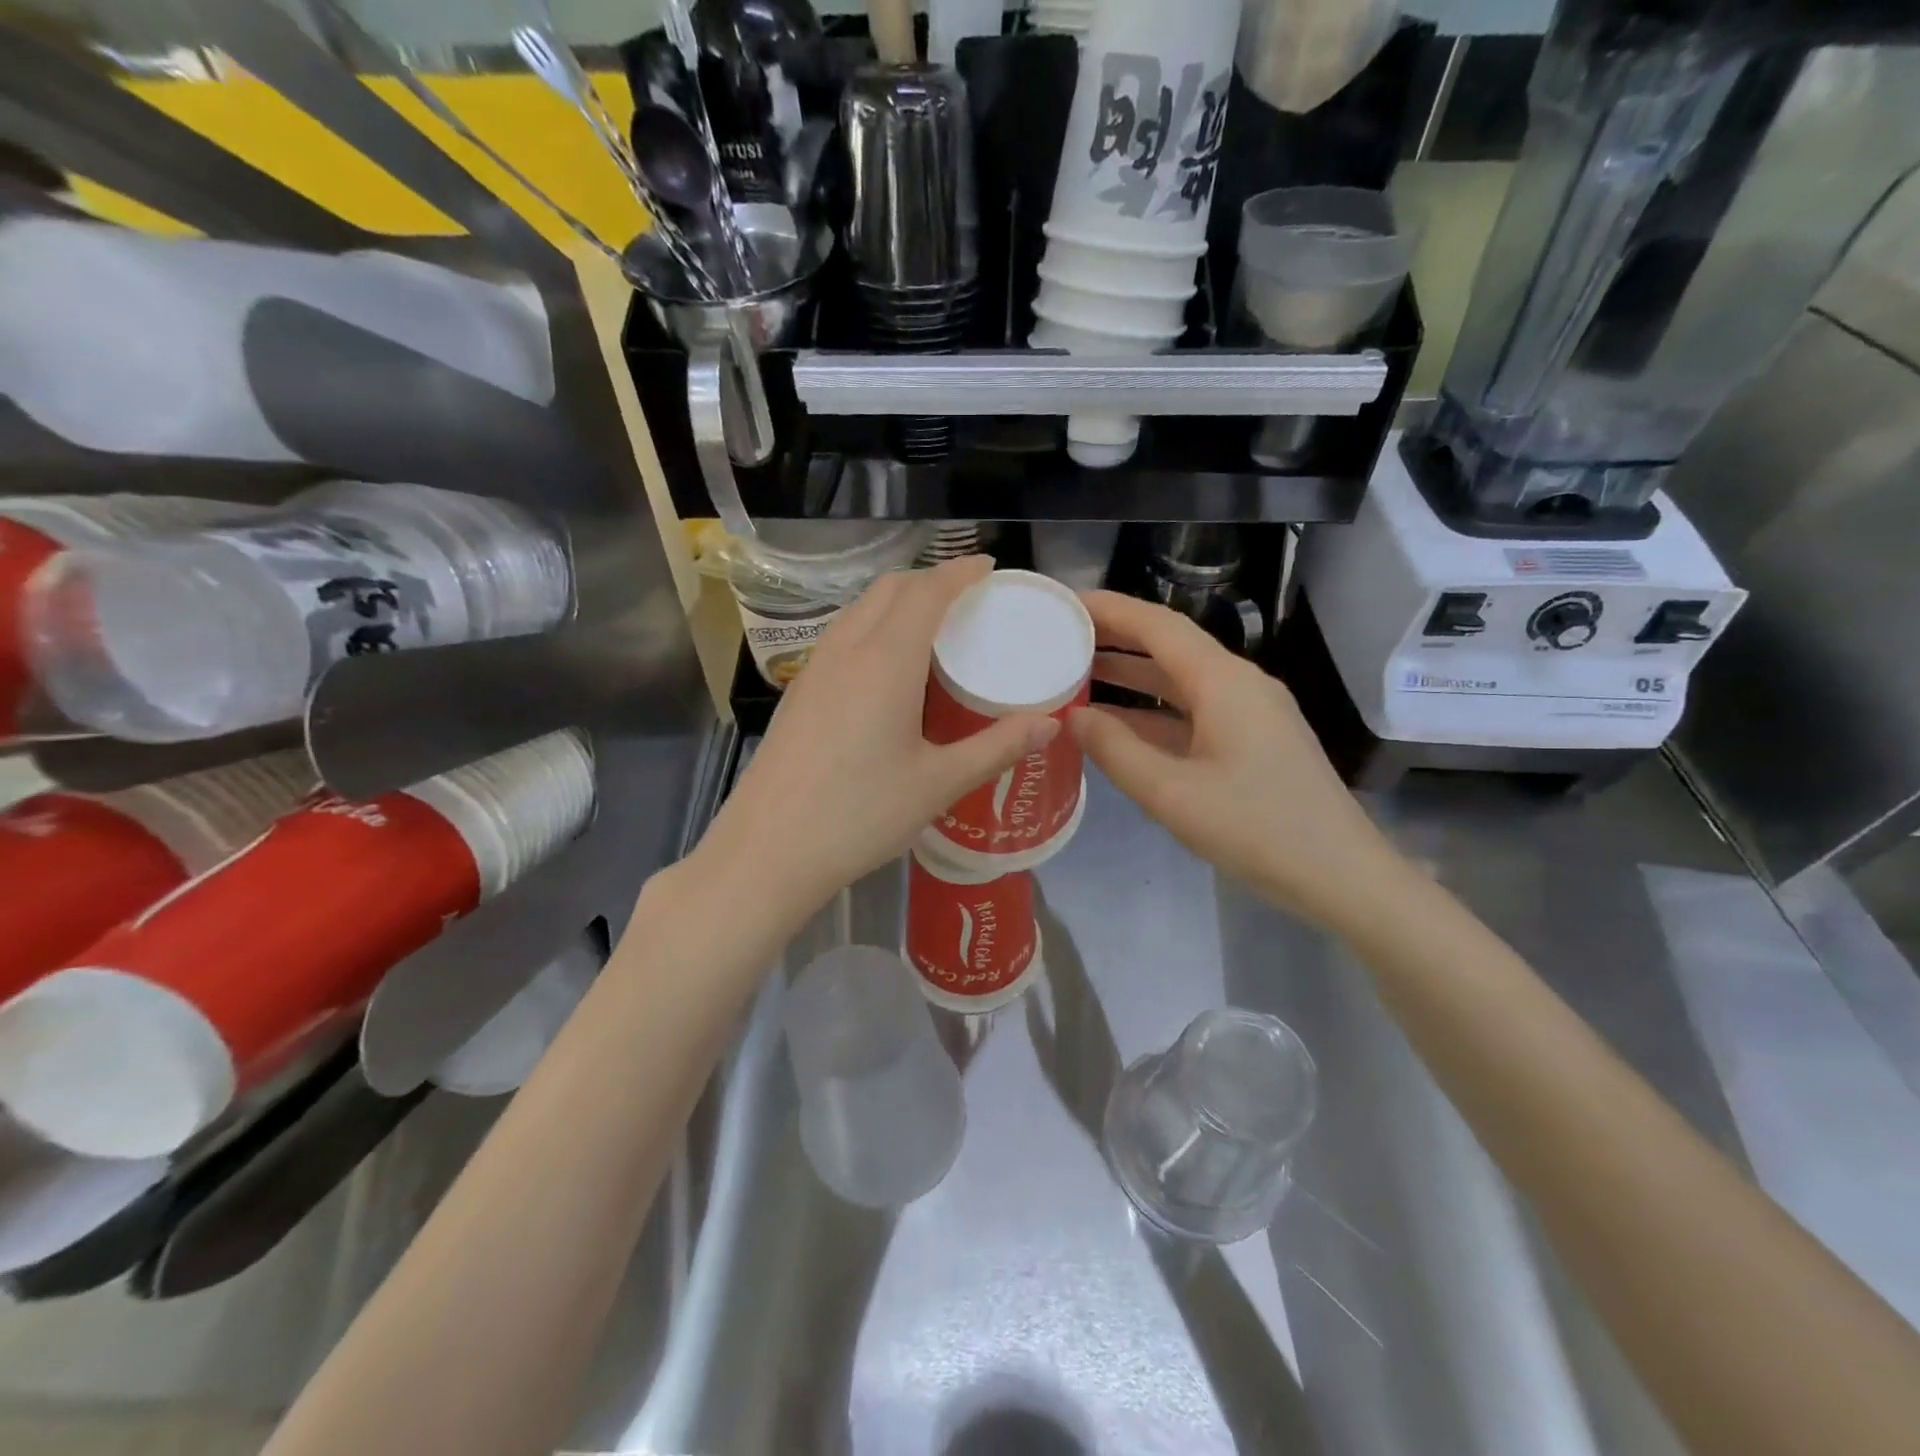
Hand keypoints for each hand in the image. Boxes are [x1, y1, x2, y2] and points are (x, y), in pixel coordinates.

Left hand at [690, 557, 1058, 927]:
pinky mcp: (798, 692)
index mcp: (886, 660)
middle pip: (890, 589)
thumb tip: (1050, 724)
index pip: (927, 591)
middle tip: (968, 599)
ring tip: (933, 628)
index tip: (990, 568)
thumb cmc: (860, 816)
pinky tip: (888, 668)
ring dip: (898, 601)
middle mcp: (846, 650)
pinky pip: (842, 635)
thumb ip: (997, 748)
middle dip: (931, 580)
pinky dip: (874, 627)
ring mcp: (814, 669)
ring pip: (860, 609)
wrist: (767, 851)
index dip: (961, 572)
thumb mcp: (939, 784)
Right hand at [1070, 591, 1406, 932]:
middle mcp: (1239, 684)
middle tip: (1061, 637)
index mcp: (1223, 683)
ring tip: (1079, 674)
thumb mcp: (1172, 794)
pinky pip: (1194, 711)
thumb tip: (1074, 717)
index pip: (1158, 626)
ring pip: (1181, 680)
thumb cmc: (1256, 829)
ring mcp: (1251, 712)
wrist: (1341, 876)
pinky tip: (1120, 725)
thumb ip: (1116, 751)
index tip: (1065, 602)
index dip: (1109, 609)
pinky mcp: (1254, 740)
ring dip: (1133, 676)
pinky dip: (1154, 711)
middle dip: (1116, 638)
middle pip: (1170, 646)